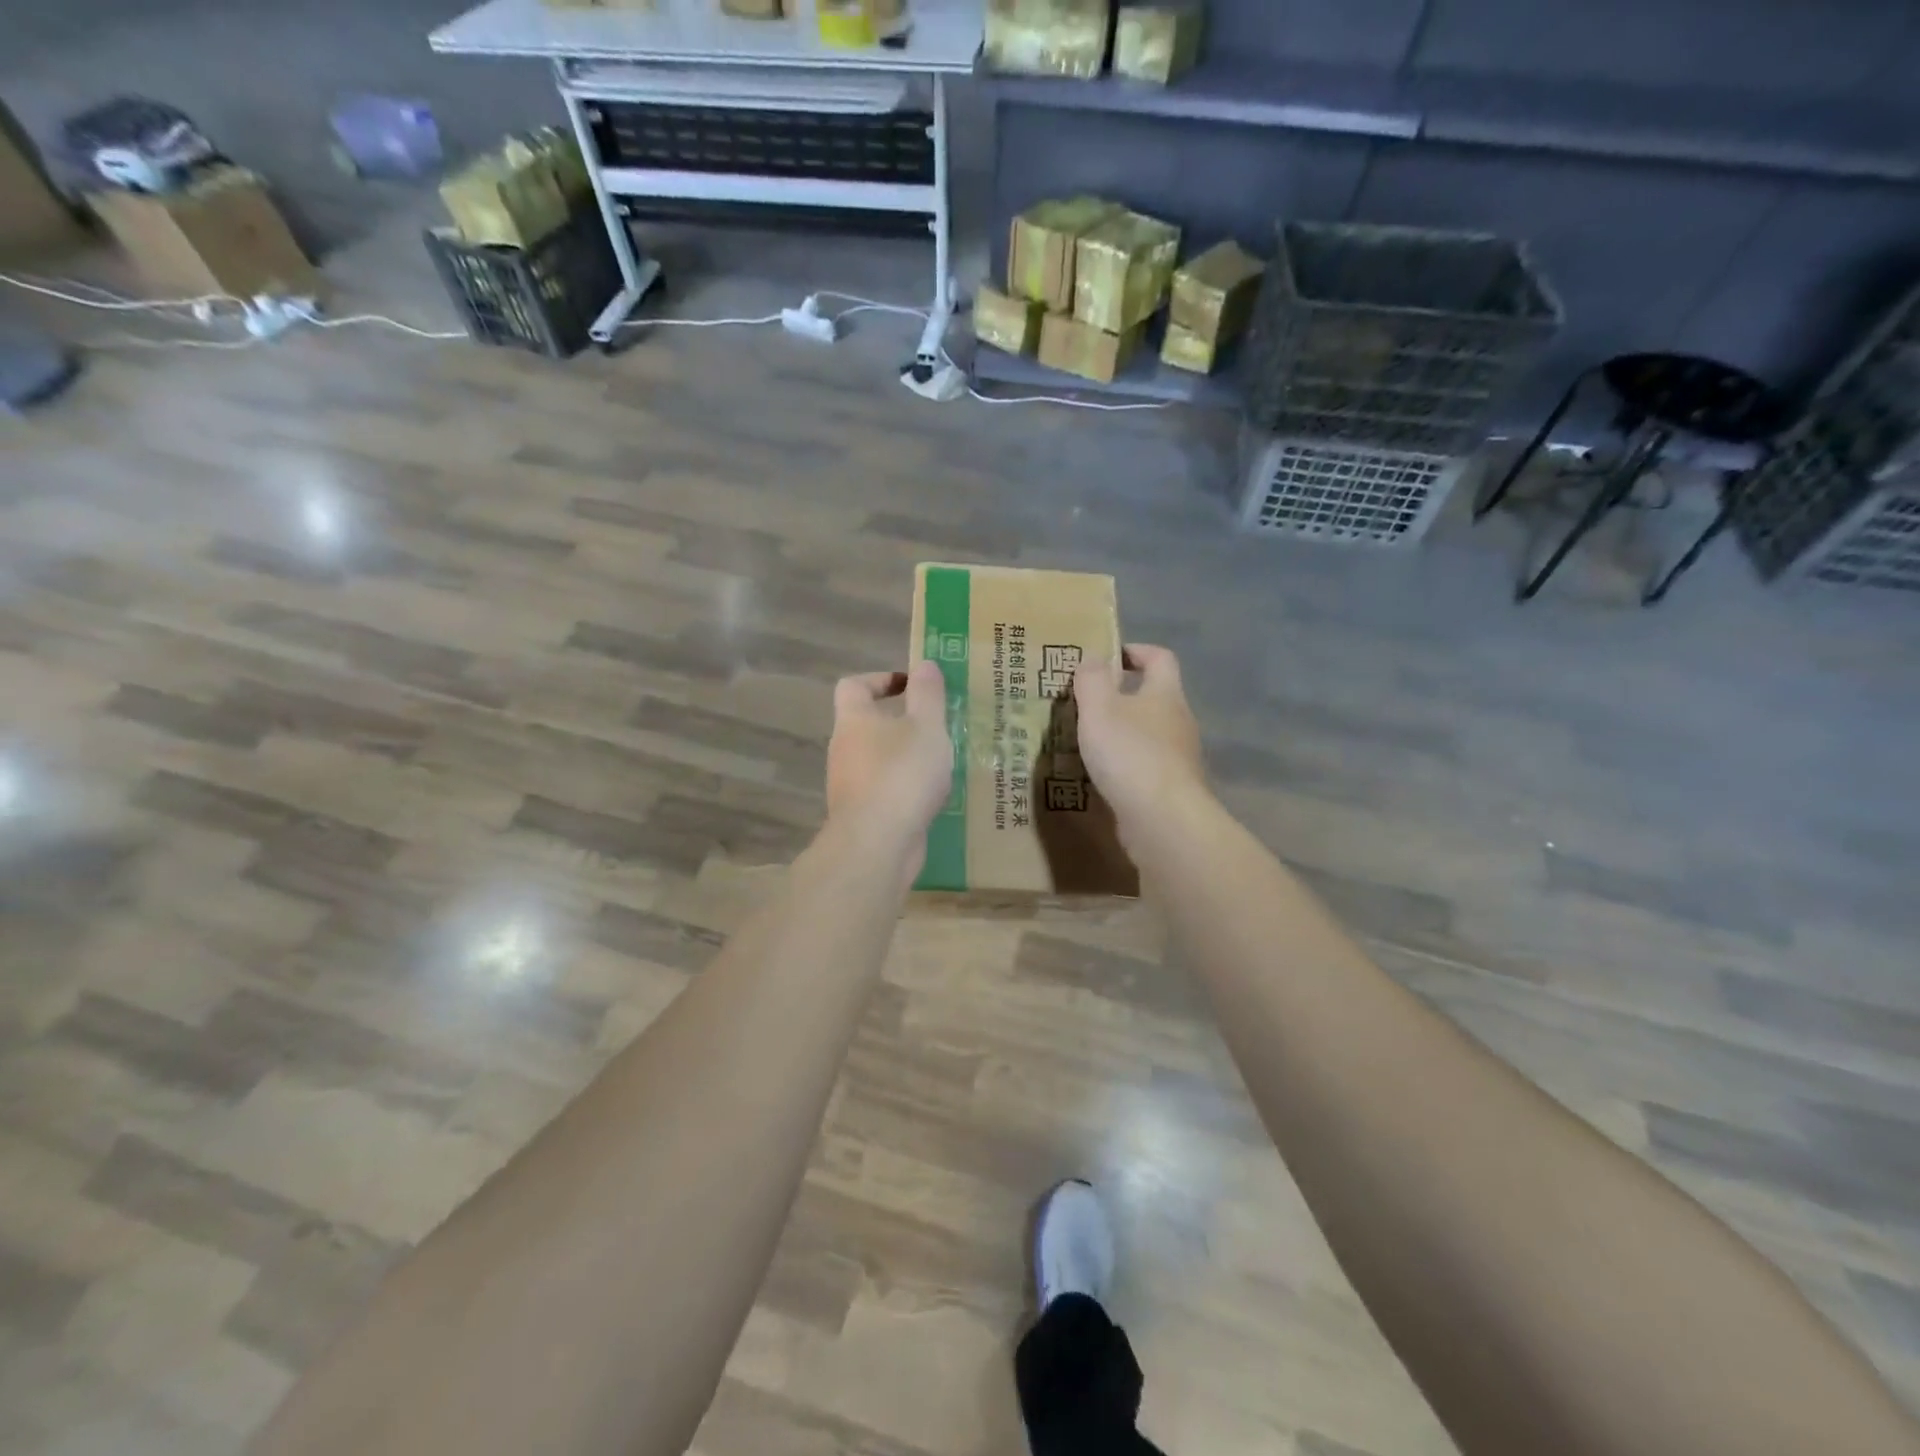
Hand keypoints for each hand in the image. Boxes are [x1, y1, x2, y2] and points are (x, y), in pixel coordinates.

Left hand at [826, 662, 952, 858]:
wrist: (877, 844)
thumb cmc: (902, 774)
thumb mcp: (926, 726)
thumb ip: (928, 694)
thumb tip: (925, 664)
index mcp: (853, 720)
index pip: (853, 686)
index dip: (880, 679)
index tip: (911, 686)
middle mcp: (843, 749)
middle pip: (865, 724)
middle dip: (900, 722)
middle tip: (935, 726)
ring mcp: (849, 785)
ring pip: (876, 760)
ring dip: (904, 757)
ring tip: (940, 762)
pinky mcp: (861, 815)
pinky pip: (883, 791)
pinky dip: (904, 788)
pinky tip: (931, 796)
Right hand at [1074, 644, 1206, 835]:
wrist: (1163, 820)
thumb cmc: (1130, 754)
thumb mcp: (1099, 708)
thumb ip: (1092, 679)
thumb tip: (1092, 657)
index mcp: (1165, 694)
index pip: (1159, 658)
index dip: (1136, 651)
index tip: (1108, 657)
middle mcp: (1179, 721)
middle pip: (1155, 697)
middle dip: (1123, 696)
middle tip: (1087, 704)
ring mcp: (1180, 758)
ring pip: (1150, 734)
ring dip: (1123, 733)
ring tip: (1089, 742)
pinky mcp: (1172, 789)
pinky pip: (1147, 767)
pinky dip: (1126, 765)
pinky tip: (1103, 777)